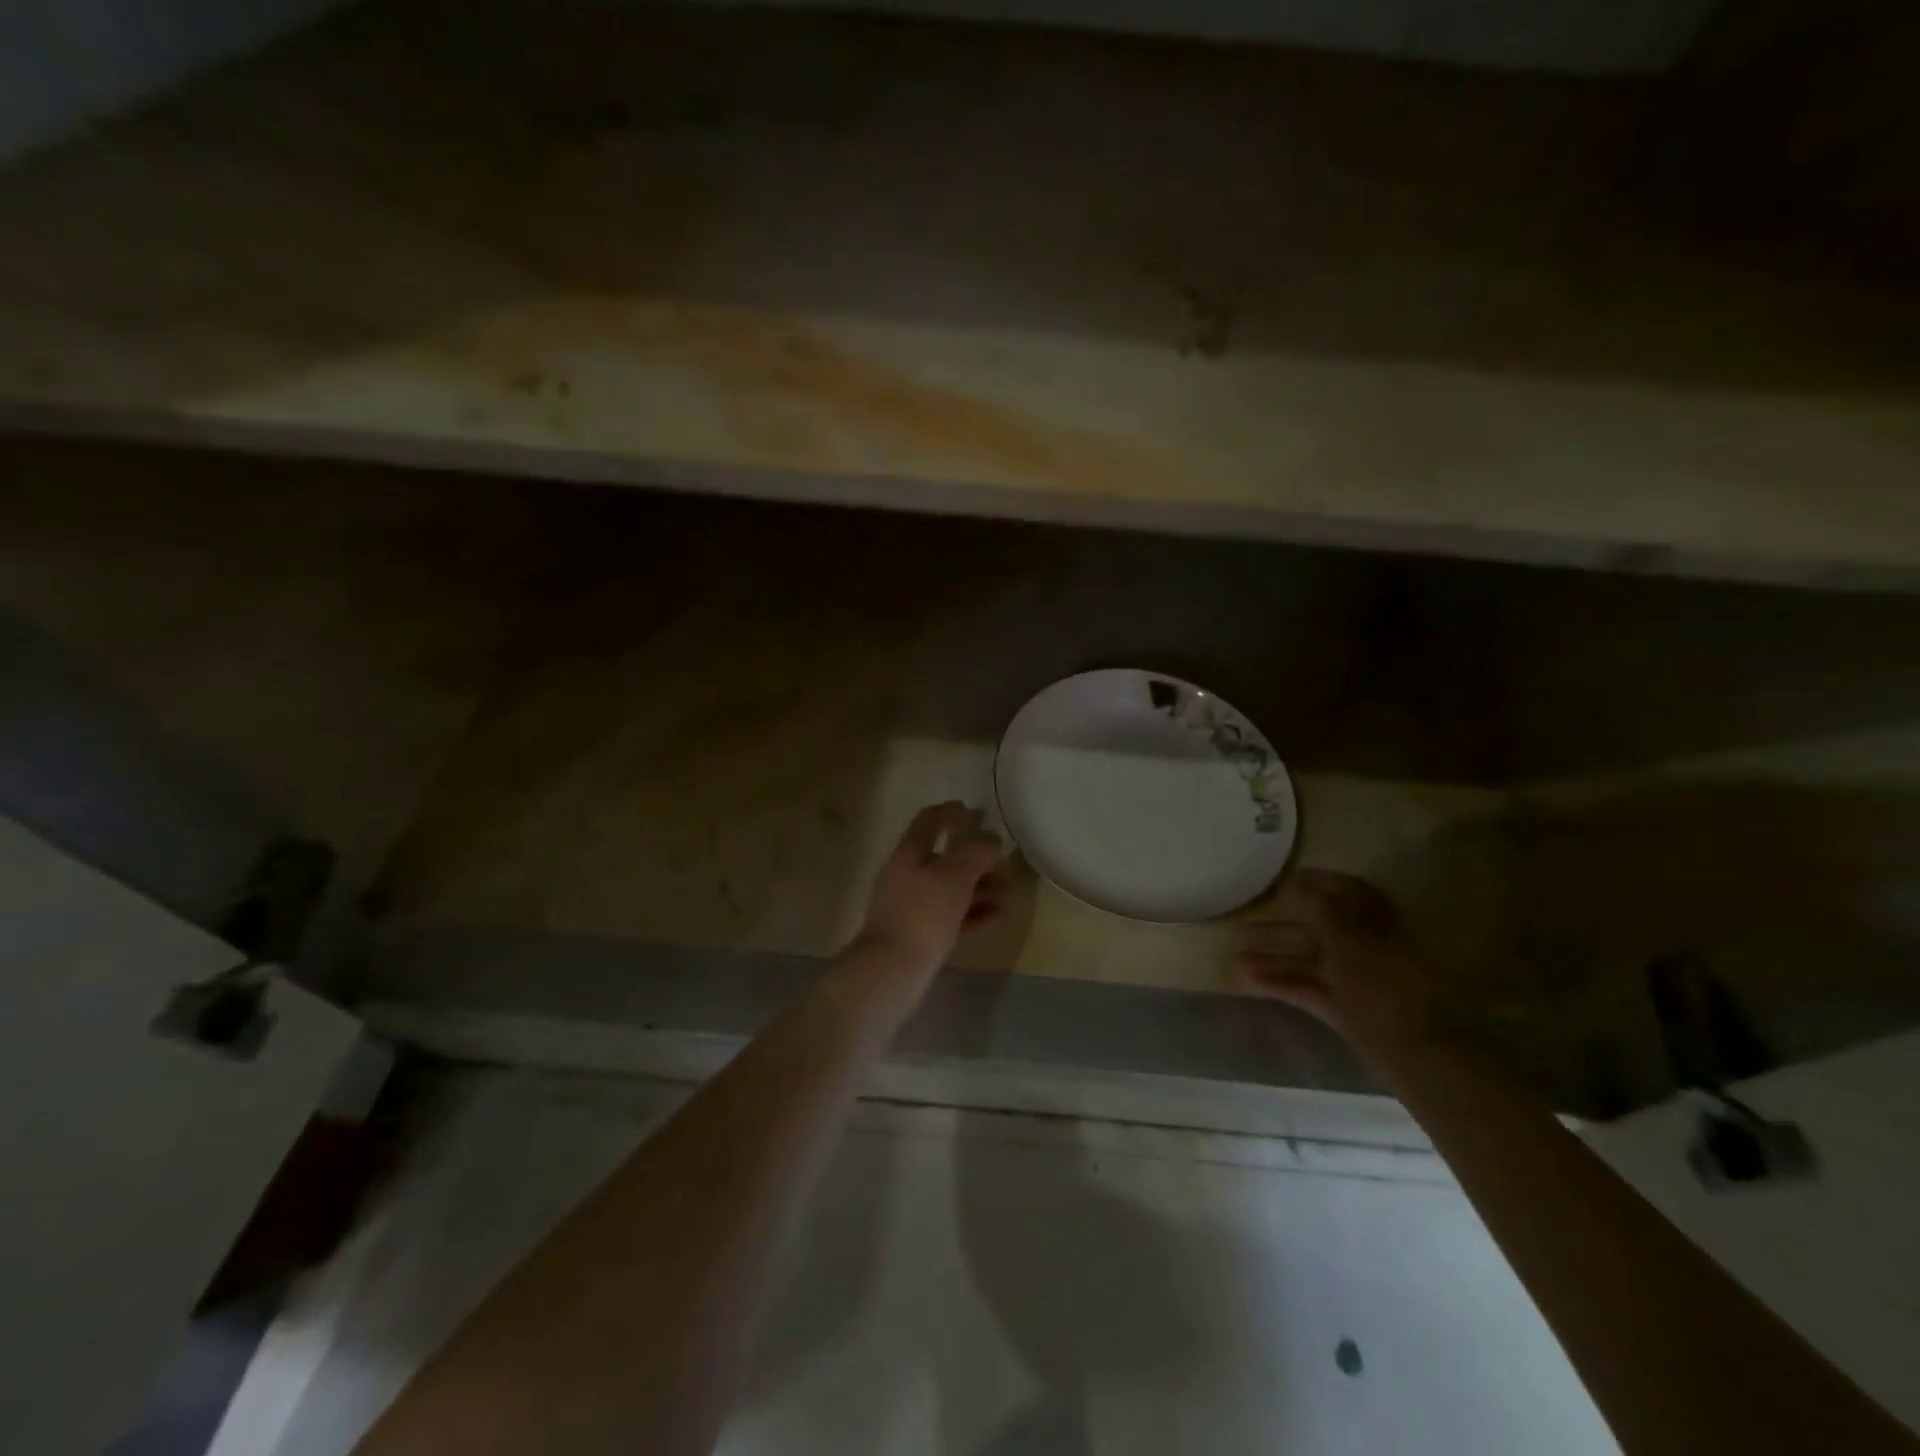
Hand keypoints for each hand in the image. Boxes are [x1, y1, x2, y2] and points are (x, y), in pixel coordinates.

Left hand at [854, 802, 1007, 979]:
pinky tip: (998, 915)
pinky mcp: (920, 936)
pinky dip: (975, 912)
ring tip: (1008, 892)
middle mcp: (907, 876)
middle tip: (1003, 862)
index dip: (949, 812)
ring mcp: (912, 908)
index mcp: (909, 854)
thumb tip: (991, 838)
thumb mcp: (954, 876)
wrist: (890, 972)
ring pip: (950, 888)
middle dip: (975, 857)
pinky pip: (952, 916)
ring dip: (980, 886)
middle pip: (944, 857)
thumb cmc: (922, 915)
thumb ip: (975, 852)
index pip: (928, 821)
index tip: (972, 811)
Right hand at [1236, 869, 1432, 1058]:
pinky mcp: (1349, 1011)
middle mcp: (1369, 948)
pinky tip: (1253, 983)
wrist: (1420, 1057)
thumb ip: (1323, 908)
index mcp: (1377, 924)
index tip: (1280, 883)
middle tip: (1243, 928)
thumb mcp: (1349, 941)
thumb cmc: (1385, 988)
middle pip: (1320, 929)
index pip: (1346, 893)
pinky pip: (1312, 989)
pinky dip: (1285, 984)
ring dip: (1276, 957)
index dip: (1314, 885)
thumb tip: (1300, 881)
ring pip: (1312, 961)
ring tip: (1236, 959)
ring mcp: (1359, 982)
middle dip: (1281, 928)